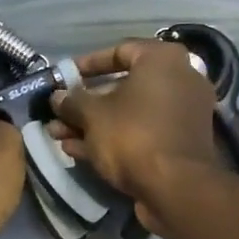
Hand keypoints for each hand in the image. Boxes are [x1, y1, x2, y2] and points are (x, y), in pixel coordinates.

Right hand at [48, 38, 219, 234]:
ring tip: (58, 135)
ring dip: (93, 124)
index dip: (87, 64)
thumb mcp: (92, 115)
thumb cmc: (133, 135)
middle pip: (123, 86)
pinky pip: (141, 133)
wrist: (175, 188)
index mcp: (162, 60)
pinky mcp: (177, 144)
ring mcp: (181, 114)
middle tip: (58, 113)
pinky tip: (77, 150)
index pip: (120, 50)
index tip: (64, 77)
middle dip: (85, 102)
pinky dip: (112, 138)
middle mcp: (179, 80)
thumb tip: (57, 97)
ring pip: (129, 113)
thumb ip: (72, 101)